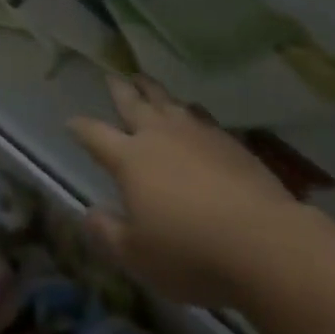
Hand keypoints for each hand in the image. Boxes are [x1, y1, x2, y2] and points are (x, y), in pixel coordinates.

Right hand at [69, 74, 296, 305]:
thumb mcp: (137, 257)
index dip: (81, 128)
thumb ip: (108, 233)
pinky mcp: (228, 141)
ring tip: (145, 82)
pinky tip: (192, 112)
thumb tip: (88, 213)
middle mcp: (159, 136)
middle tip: (111, 76)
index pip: (95, 135)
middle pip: (133, 103)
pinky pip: (200, 115)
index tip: (71, 122)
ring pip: (167, 102)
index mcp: (130, 159)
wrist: (263, 241)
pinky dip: (188, 109)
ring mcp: (196, 133)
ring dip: (153, 90)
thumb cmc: (190, 253)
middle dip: (120, 90)